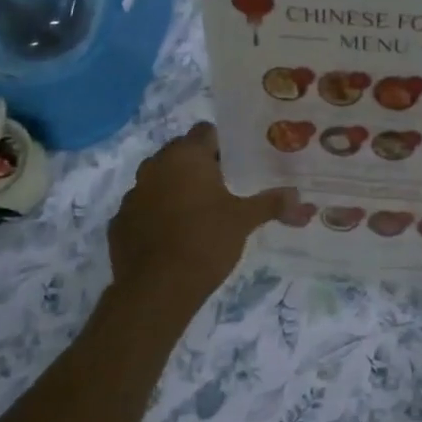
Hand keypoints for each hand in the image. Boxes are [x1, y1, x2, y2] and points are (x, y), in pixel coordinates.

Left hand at [107, 124, 291, 320]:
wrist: (156, 289)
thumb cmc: (205, 242)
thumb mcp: (244, 221)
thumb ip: (272, 204)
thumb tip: (302, 199)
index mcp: (186, 156)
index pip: (206, 132)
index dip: (223, 144)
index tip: (238, 163)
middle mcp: (155, 165)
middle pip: (181, 153)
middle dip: (200, 166)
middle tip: (224, 188)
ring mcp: (132, 193)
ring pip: (159, 180)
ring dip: (176, 189)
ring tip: (199, 213)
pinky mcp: (119, 221)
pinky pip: (143, 208)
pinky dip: (156, 215)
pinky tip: (172, 236)